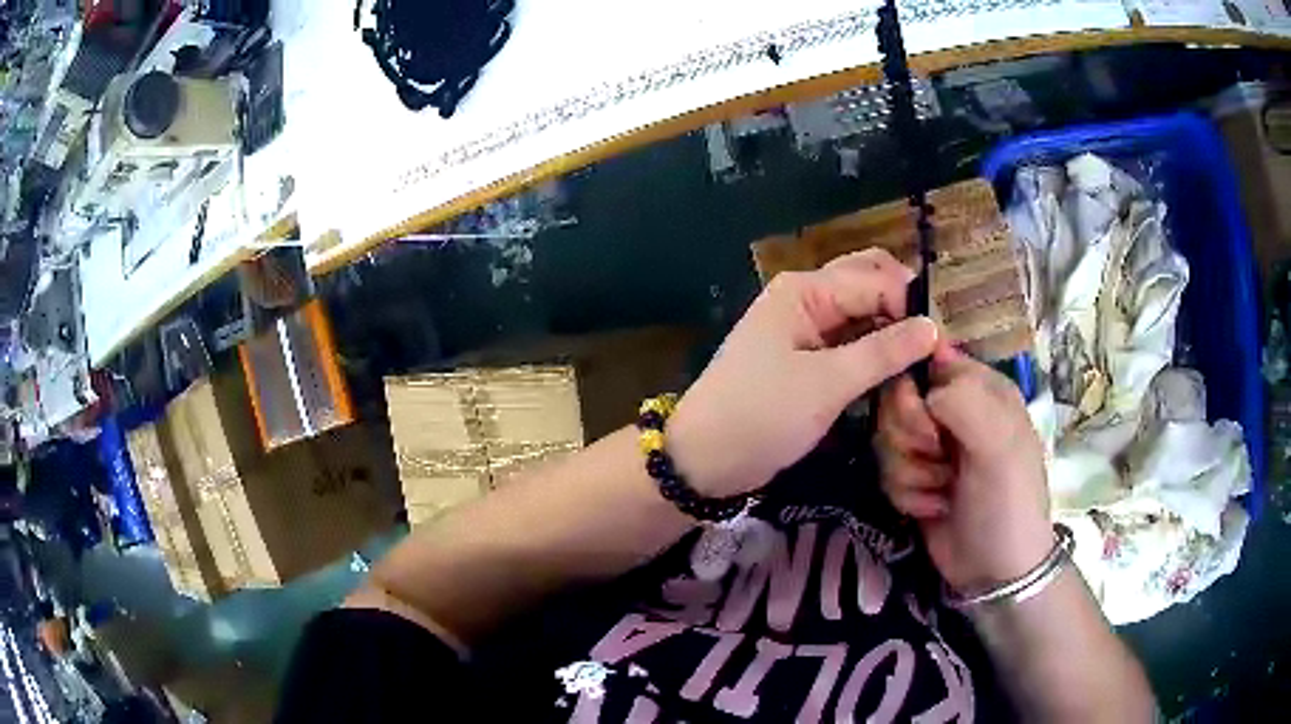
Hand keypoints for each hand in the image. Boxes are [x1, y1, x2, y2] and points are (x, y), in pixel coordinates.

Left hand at [668, 249, 937, 497]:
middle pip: (868, 285)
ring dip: (892, 330)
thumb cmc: (762, 414)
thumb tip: (934, 328)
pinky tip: (900, 369)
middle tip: (936, 345)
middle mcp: (807, 299)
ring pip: (862, 315)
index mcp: (806, 291)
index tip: (943, 344)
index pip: (875, 281)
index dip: (912, 307)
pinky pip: (851, 342)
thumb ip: (883, 352)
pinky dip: (875, 351)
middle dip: (904, 308)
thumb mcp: (827, 383)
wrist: (705, 458)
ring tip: (927, 359)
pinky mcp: (808, 359)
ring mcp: (807, 329)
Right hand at [876, 343, 1053, 594]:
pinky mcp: (915, 479)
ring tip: (942, 490)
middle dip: (909, 437)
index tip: (925, 422)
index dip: (915, 388)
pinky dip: (907, 495)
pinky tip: (934, 508)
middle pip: (897, 400)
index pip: (926, 359)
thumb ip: (961, 400)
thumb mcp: (999, 444)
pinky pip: (886, 472)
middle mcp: (954, 411)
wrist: (995, 571)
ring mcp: (933, 447)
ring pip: (887, 438)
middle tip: (939, 460)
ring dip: (910, 472)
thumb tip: (918, 388)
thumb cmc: (1008, 501)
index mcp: (980, 389)